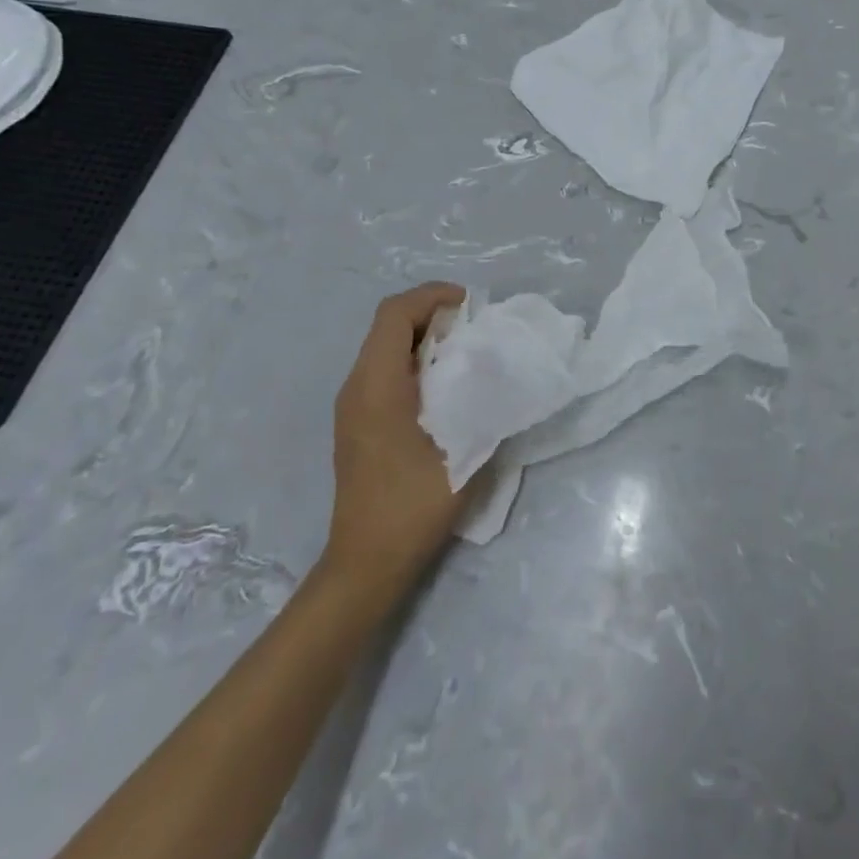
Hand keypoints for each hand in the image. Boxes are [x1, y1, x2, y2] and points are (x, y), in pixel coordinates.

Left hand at [324, 283, 474, 588]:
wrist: (367, 563)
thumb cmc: (414, 504)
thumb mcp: (463, 450)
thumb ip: (484, 402)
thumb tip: (505, 369)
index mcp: (376, 386)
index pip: (395, 314)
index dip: (432, 296)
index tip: (472, 306)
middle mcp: (356, 387)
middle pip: (388, 325)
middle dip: (433, 313)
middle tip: (477, 326)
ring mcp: (353, 406)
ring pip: (385, 347)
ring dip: (425, 337)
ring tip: (468, 350)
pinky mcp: (358, 423)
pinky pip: (384, 370)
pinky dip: (416, 360)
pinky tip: (446, 385)